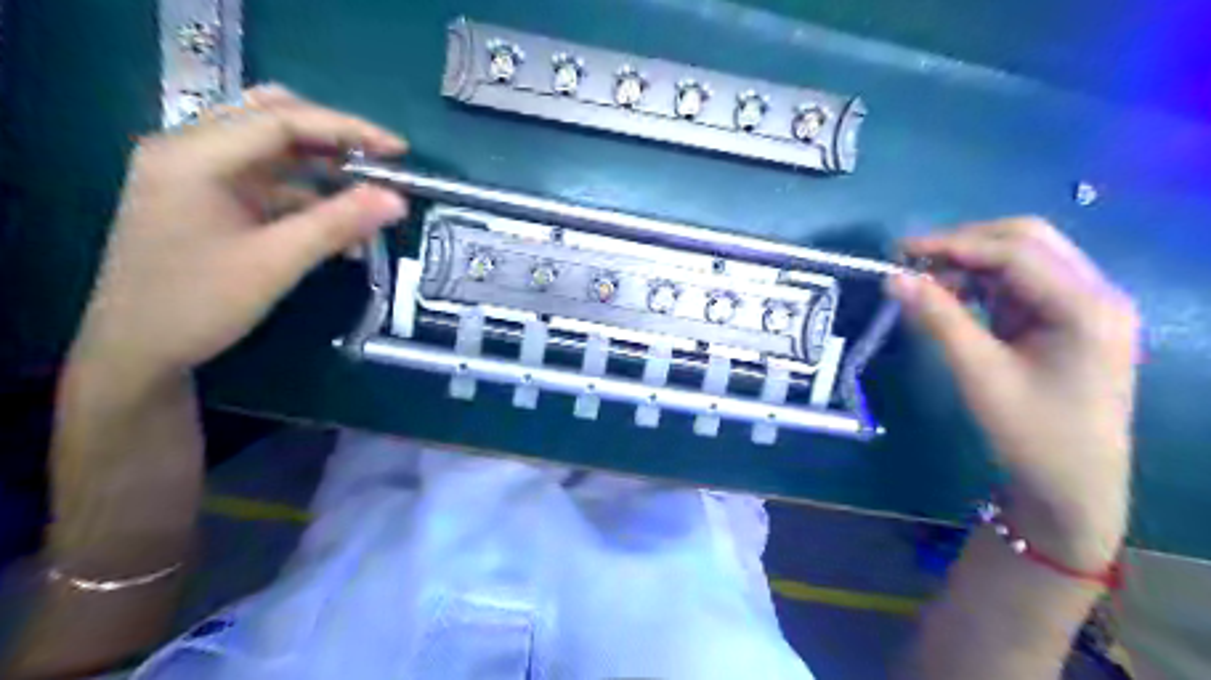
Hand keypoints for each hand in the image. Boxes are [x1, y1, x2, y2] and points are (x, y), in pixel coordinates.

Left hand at [72, 82, 410, 386]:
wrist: (136, 351)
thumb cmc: (199, 303)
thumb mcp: (276, 262)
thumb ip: (338, 223)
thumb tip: (398, 200)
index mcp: (194, 155)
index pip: (281, 120)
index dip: (347, 129)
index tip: (398, 150)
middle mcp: (191, 151)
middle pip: (273, 121)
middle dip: (334, 139)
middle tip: (381, 163)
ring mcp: (197, 177)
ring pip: (273, 153)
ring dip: (323, 170)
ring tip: (369, 195)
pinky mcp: (209, 202)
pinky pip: (268, 185)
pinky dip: (308, 198)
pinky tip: (341, 227)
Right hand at [887, 219, 1136, 569]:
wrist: (1072, 487)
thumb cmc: (1032, 433)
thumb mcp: (979, 373)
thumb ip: (938, 318)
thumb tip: (894, 278)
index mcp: (1086, 305)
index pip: (1016, 251)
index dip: (953, 244)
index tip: (899, 251)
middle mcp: (1094, 294)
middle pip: (1027, 242)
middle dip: (965, 245)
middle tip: (912, 261)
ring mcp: (1083, 306)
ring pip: (1022, 260)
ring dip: (971, 264)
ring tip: (924, 282)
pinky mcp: (1067, 321)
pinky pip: (1019, 286)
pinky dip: (981, 285)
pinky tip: (951, 297)